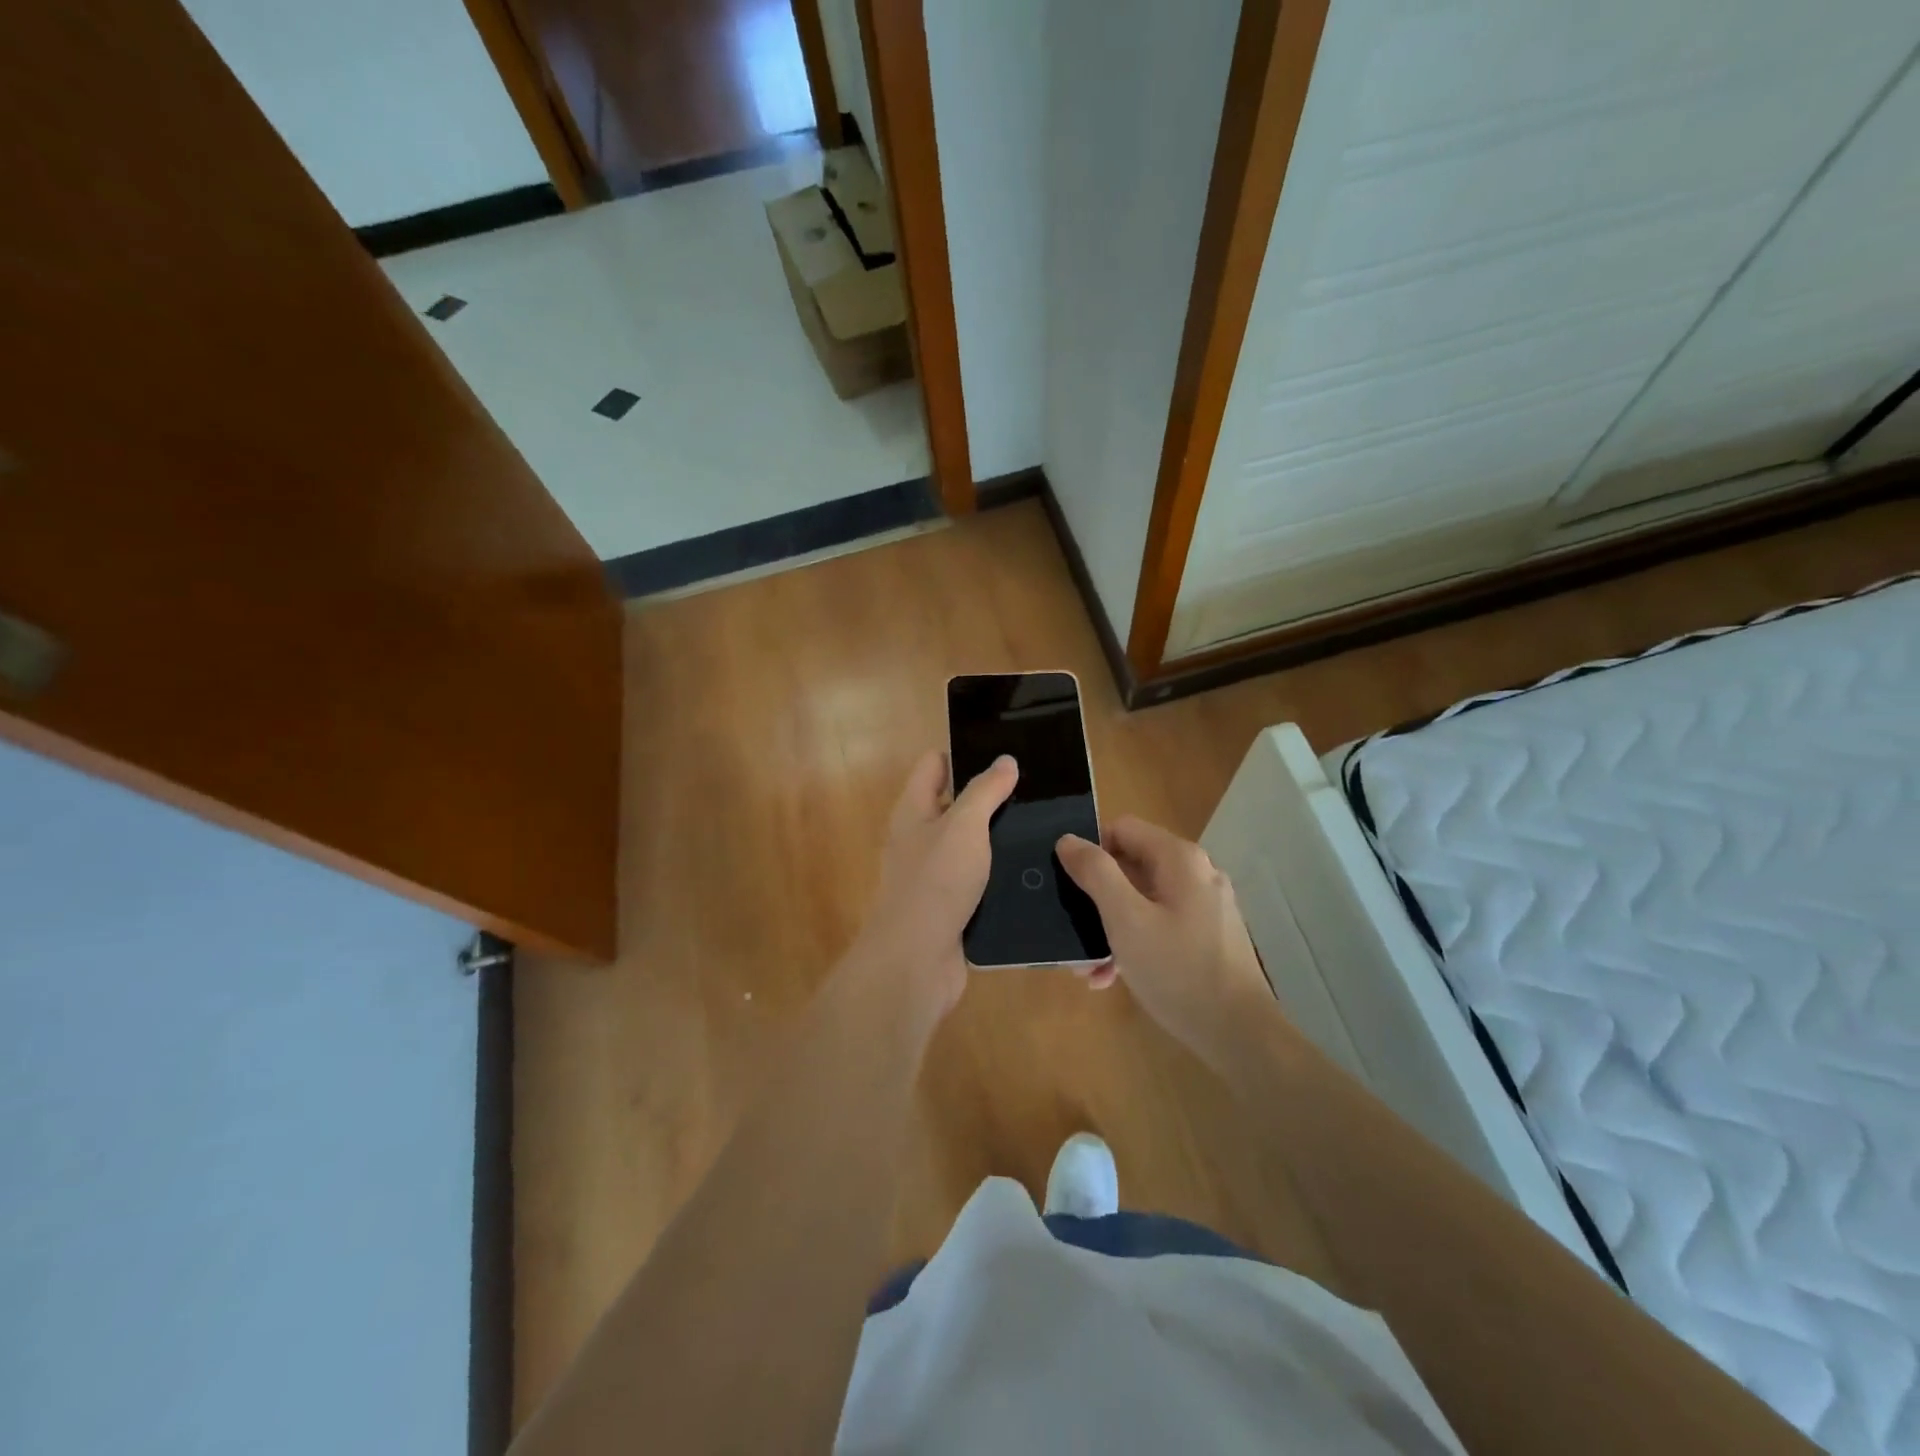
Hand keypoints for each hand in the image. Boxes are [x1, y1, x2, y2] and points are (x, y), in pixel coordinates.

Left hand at [843, 749, 1018, 1034]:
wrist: (916, 961)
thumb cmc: (936, 882)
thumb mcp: (964, 827)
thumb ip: (985, 792)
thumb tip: (1005, 760)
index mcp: (914, 810)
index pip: (935, 764)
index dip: (966, 753)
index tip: (1007, 753)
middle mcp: (919, 837)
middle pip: (955, 804)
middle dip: (992, 796)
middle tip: (1038, 790)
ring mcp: (934, 874)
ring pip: (971, 844)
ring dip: (1000, 838)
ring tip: (1046, 826)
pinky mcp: (951, 905)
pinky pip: (979, 879)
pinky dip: (1000, 873)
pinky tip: (1034, 870)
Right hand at [1056, 817, 1273, 1068]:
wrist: (1239, 1035)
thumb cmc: (1178, 971)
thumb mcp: (1125, 920)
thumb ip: (1095, 873)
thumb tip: (1068, 840)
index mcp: (1179, 859)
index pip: (1122, 829)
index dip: (1090, 850)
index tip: (1068, 884)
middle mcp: (1196, 873)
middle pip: (1131, 866)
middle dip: (1096, 898)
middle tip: (1071, 932)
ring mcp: (1204, 906)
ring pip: (1142, 900)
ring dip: (1110, 927)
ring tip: (1088, 967)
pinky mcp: (1207, 936)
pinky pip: (1159, 925)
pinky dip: (1134, 943)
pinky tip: (1113, 977)